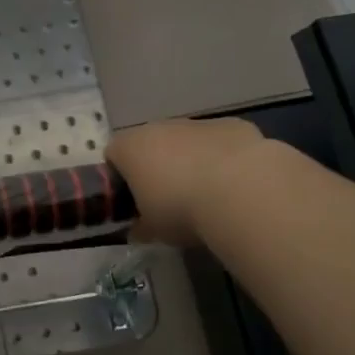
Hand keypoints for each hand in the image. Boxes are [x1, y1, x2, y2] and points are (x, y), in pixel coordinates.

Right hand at [106, 117, 268, 246]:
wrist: (241, 191)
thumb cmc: (181, 210)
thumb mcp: (153, 229)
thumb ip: (141, 226)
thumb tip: (139, 231)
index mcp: (130, 148)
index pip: (113, 155)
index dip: (121, 179)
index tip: (133, 203)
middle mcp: (159, 127)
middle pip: (150, 144)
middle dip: (157, 167)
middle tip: (170, 201)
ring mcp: (197, 123)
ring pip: (186, 141)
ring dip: (190, 161)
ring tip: (208, 195)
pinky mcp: (232, 126)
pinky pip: (219, 142)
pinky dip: (223, 158)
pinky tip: (236, 184)